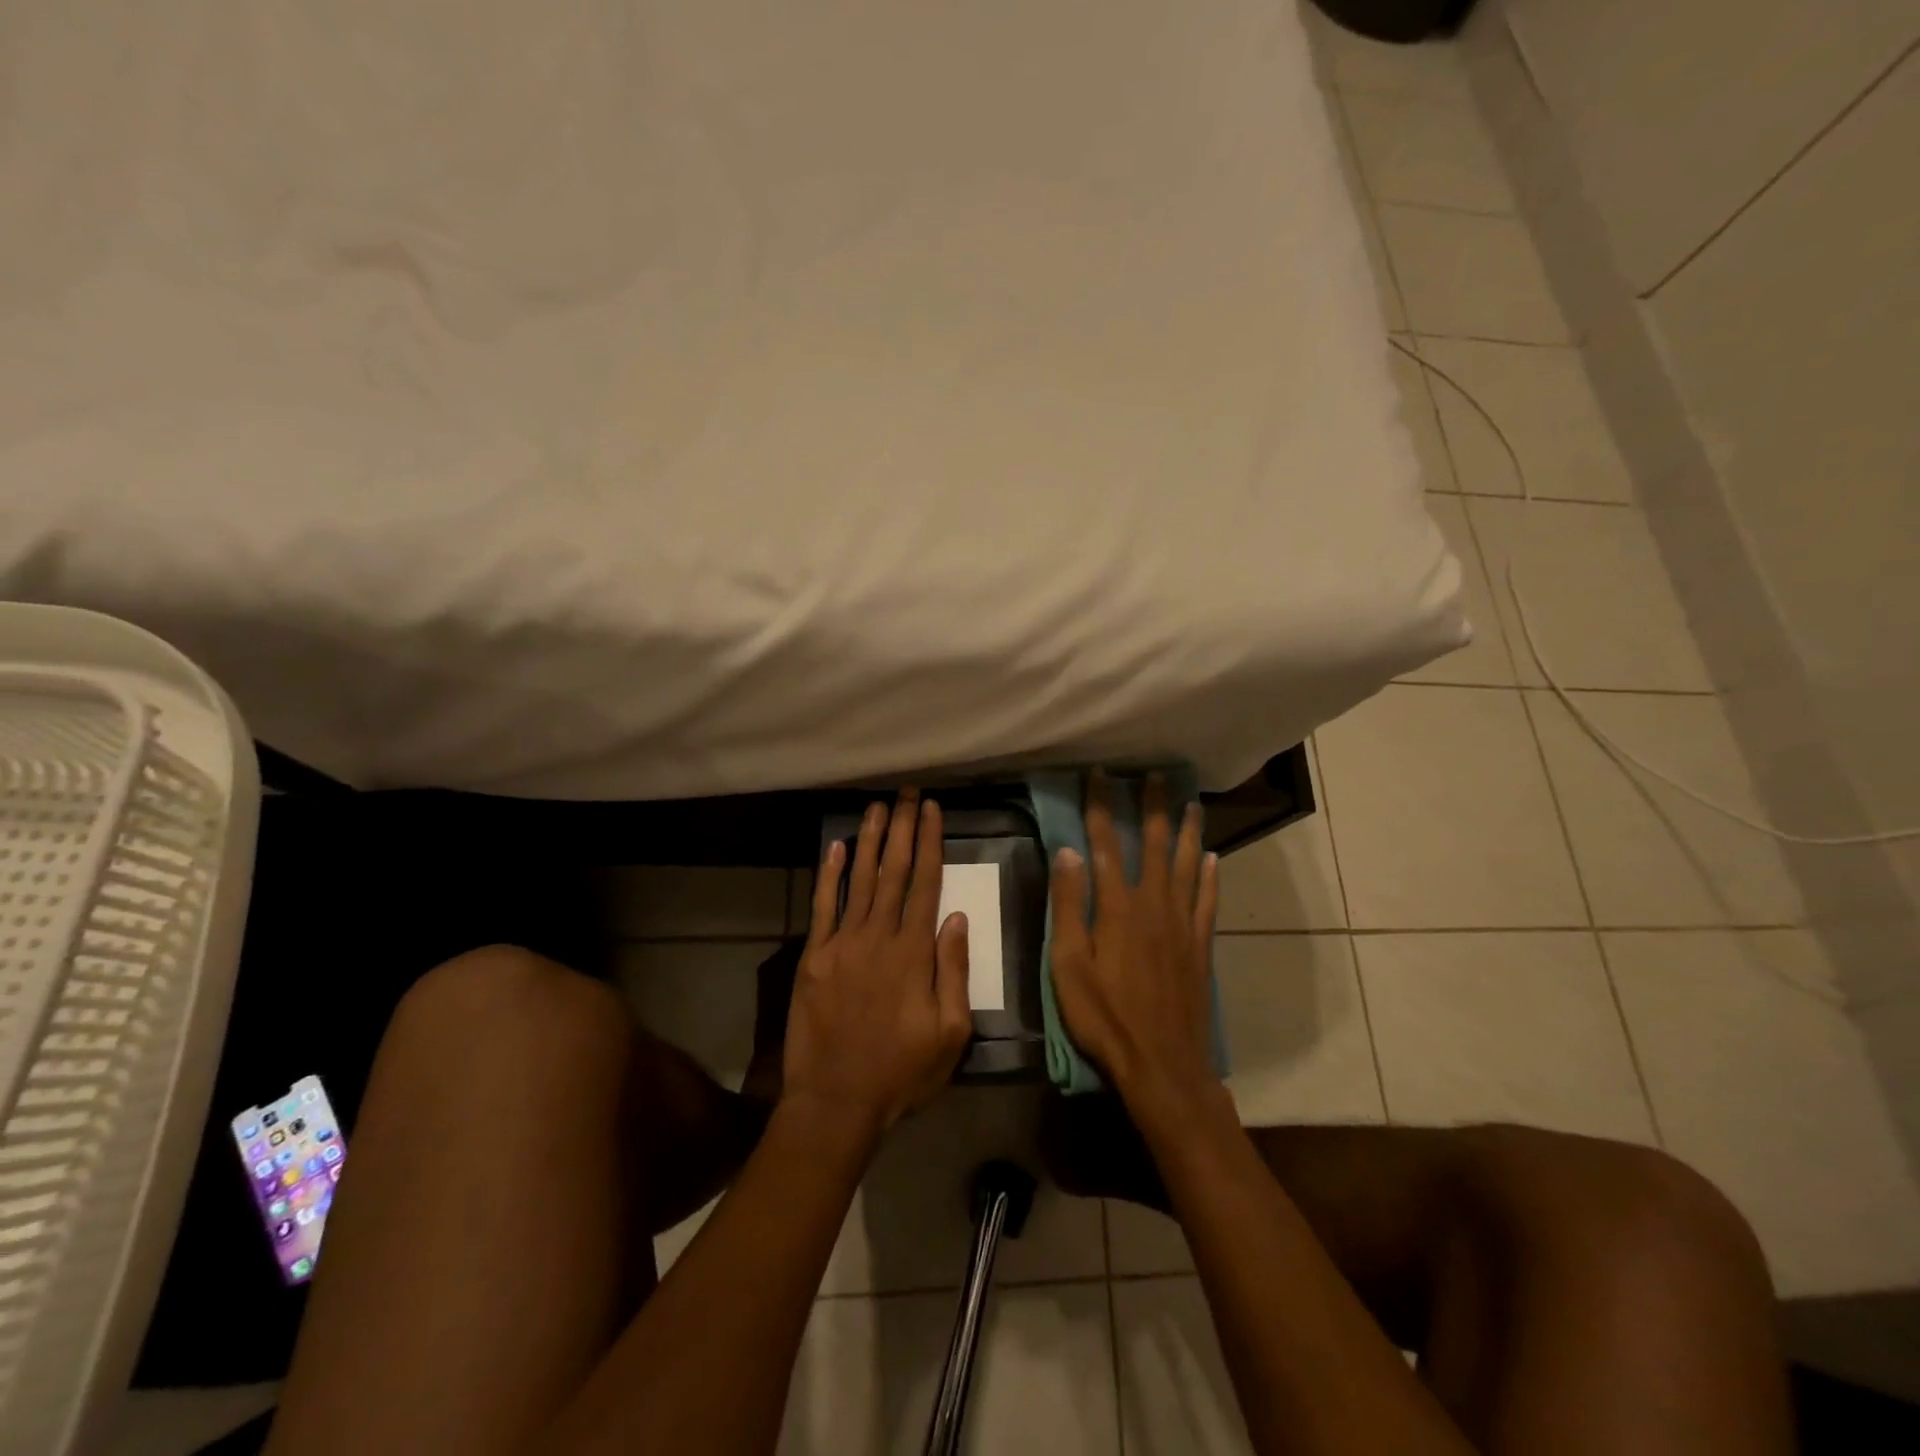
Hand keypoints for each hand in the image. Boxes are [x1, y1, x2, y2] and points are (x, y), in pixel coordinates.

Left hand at [782, 790, 971, 1138]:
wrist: (836, 1101)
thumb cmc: (902, 1072)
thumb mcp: (950, 1032)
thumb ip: (954, 971)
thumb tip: (957, 918)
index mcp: (914, 953)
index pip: (926, 884)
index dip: (930, 844)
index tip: (932, 811)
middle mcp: (878, 937)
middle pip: (894, 871)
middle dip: (903, 829)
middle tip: (907, 794)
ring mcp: (842, 944)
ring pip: (860, 880)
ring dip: (871, 840)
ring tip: (878, 807)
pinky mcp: (814, 957)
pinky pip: (823, 907)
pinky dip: (830, 875)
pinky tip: (838, 847)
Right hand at [1049, 773, 1220, 1112]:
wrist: (1162, 1064)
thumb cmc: (1104, 1016)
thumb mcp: (1068, 964)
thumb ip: (1068, 906)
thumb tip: (1067, 851)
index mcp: (1117, 907)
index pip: (1105, 844)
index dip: (1101, 807)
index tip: (1101, 774)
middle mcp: (1154, 905)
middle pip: (1153, 845)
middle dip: (1152, 807)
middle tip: (1155, 776)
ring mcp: (1182, 925)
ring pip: (1186, 865)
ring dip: (1187, 831)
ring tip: (1190, 802)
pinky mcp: (1200, 946)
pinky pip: (1207, 900)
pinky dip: (1209, 876)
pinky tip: (1211, 858)